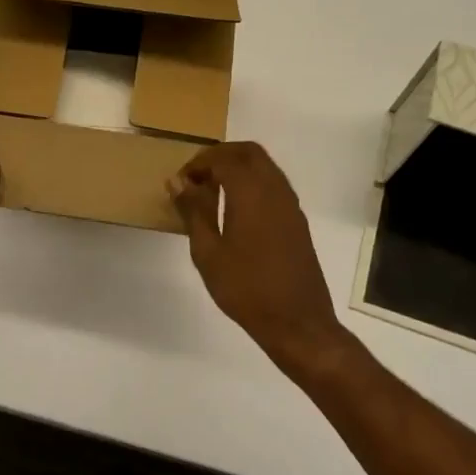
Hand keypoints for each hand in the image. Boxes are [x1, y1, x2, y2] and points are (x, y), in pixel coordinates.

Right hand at [168, 142, 359, 382]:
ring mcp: (290, 204)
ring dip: (238, 168)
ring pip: (264, 166)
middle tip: (197, 177)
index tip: (180, 182)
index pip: (222, 158)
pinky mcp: (297, 221)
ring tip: (212, 192)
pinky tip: (235, 210)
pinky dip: (252, 183)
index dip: (198, 164)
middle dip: (220, 156)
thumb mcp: (208, 252)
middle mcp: (274, 189)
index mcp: (250, 192)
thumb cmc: (246, 288)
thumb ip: (193, 211)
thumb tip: (178, 181)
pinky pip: (273, 185)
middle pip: (248, 152)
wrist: (297, 322)